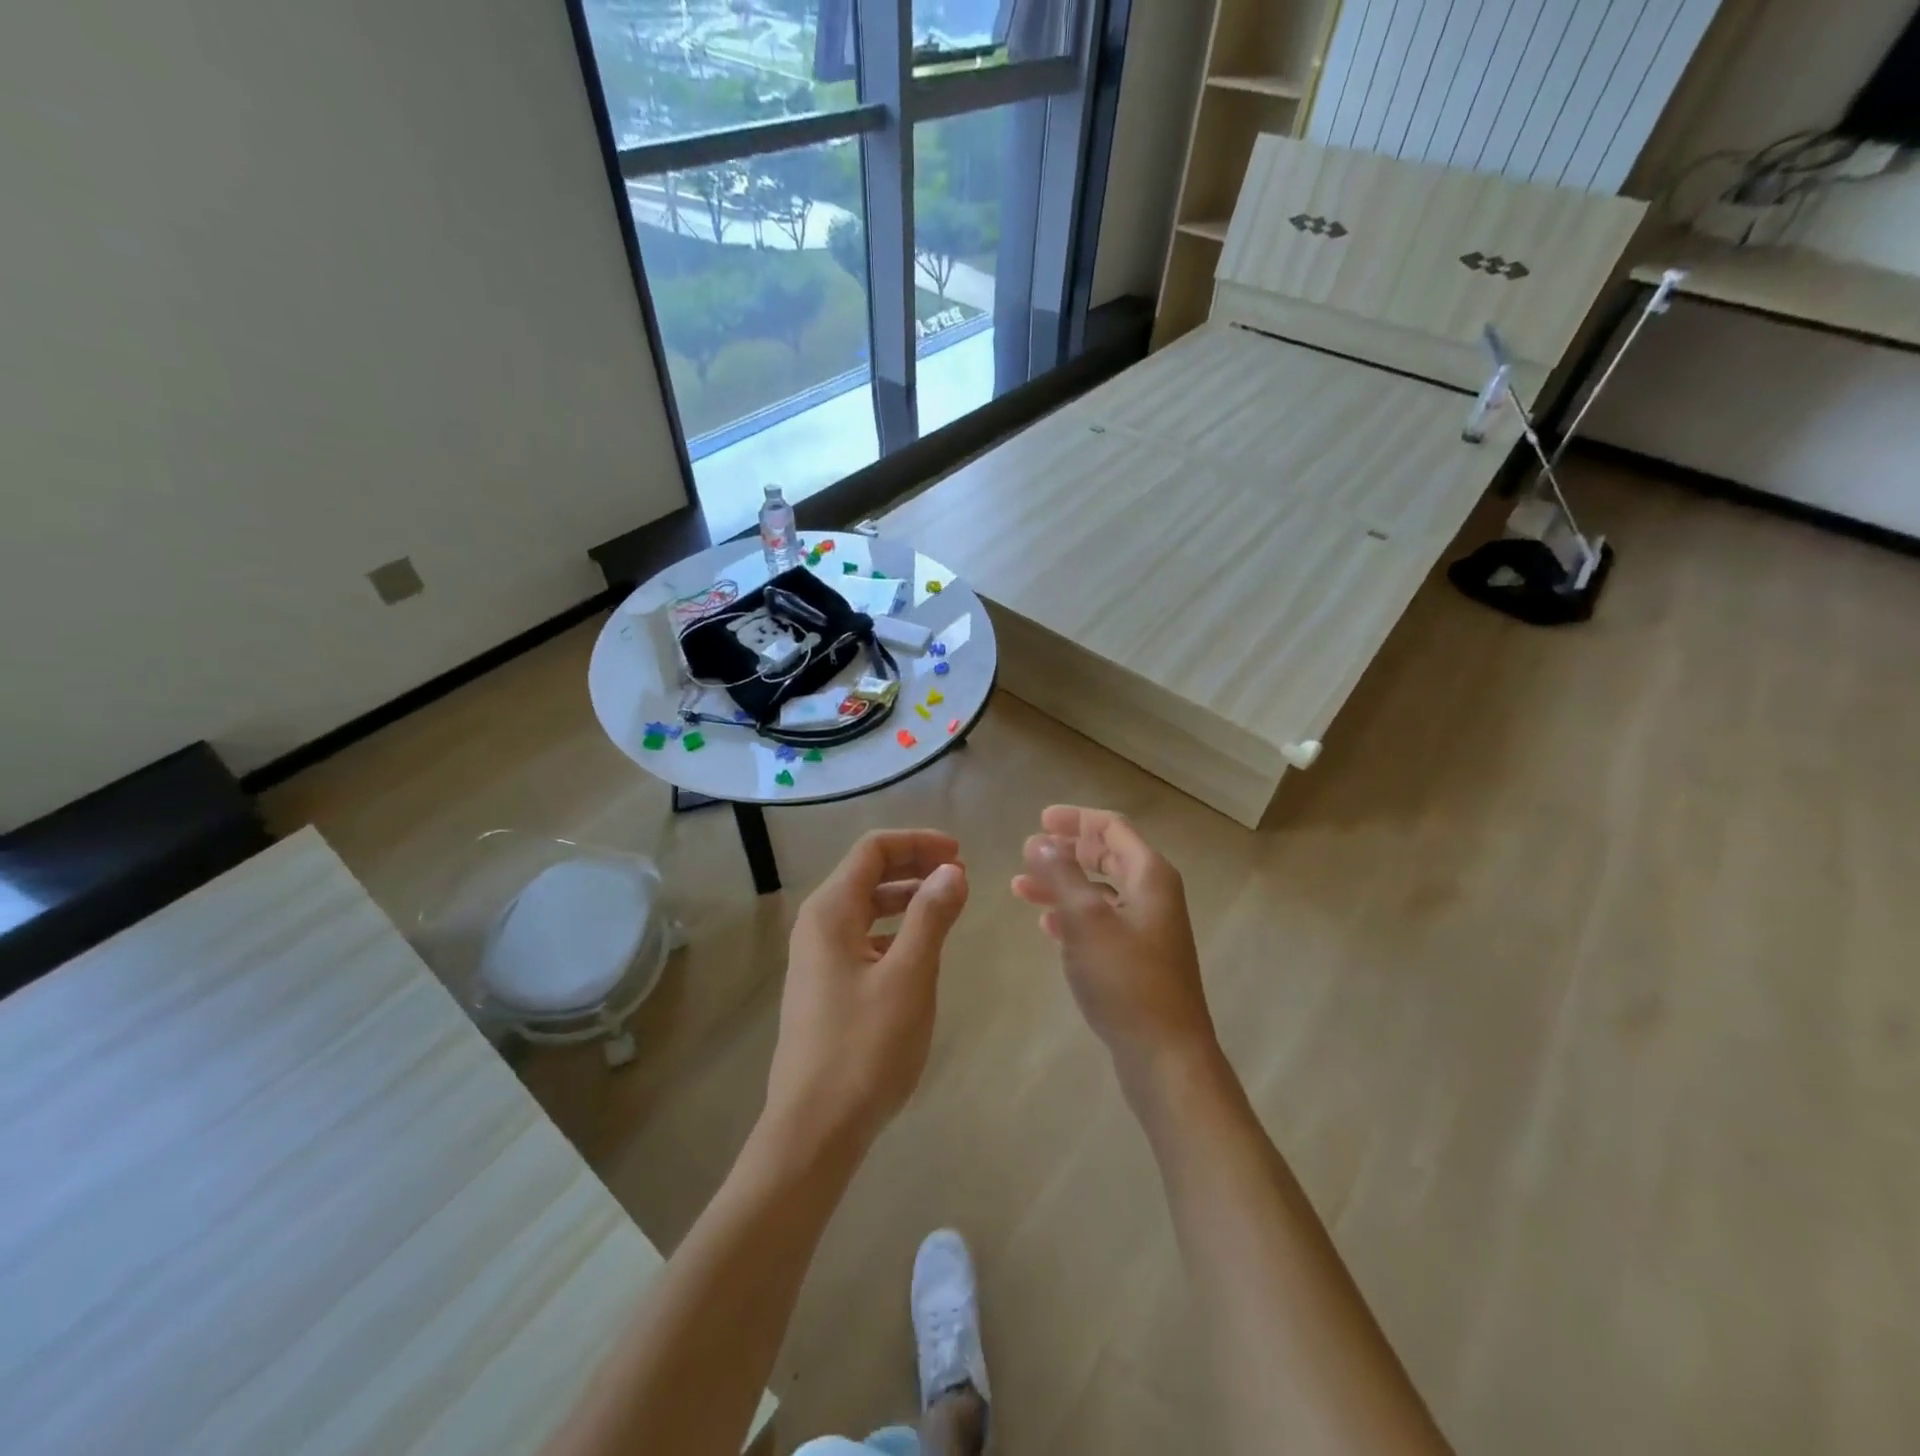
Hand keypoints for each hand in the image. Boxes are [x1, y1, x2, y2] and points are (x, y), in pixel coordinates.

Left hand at [765, 830, 969, 1155]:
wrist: (814, 1129)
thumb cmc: (864, 1048)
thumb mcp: (909, 976)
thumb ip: (931, 916)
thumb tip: (951, 870)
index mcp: (830, 912)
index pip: (873, 850)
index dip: (917, 842)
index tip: (960, 854)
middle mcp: (817, 924)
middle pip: (867, 873)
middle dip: (914, 865)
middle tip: (960, 875)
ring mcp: (818, 957)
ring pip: (865, 906)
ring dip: (906, 896)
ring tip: (947, 905)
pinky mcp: (826, 985)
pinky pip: (863, 936)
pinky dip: (894, 928)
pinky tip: (919, 947)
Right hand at [1011, 807, 1218, 1090]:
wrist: (1165, 1054)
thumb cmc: (1125, 979)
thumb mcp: (1086, 919)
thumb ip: (1061, 874)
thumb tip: (1040, 841)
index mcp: (1149, 875)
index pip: (1112, 828)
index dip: (1076, 819)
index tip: (1040, 819)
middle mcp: (1153, 894)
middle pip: (1107, 856)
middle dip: (1067, 850)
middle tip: (1029, 850)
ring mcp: (1148, 928)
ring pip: (1099, 890)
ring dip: (1063, 884)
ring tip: (1021, 887)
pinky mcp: (1138, 958)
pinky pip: (1101, 921)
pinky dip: (1073, 915)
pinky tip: (1047, 924)